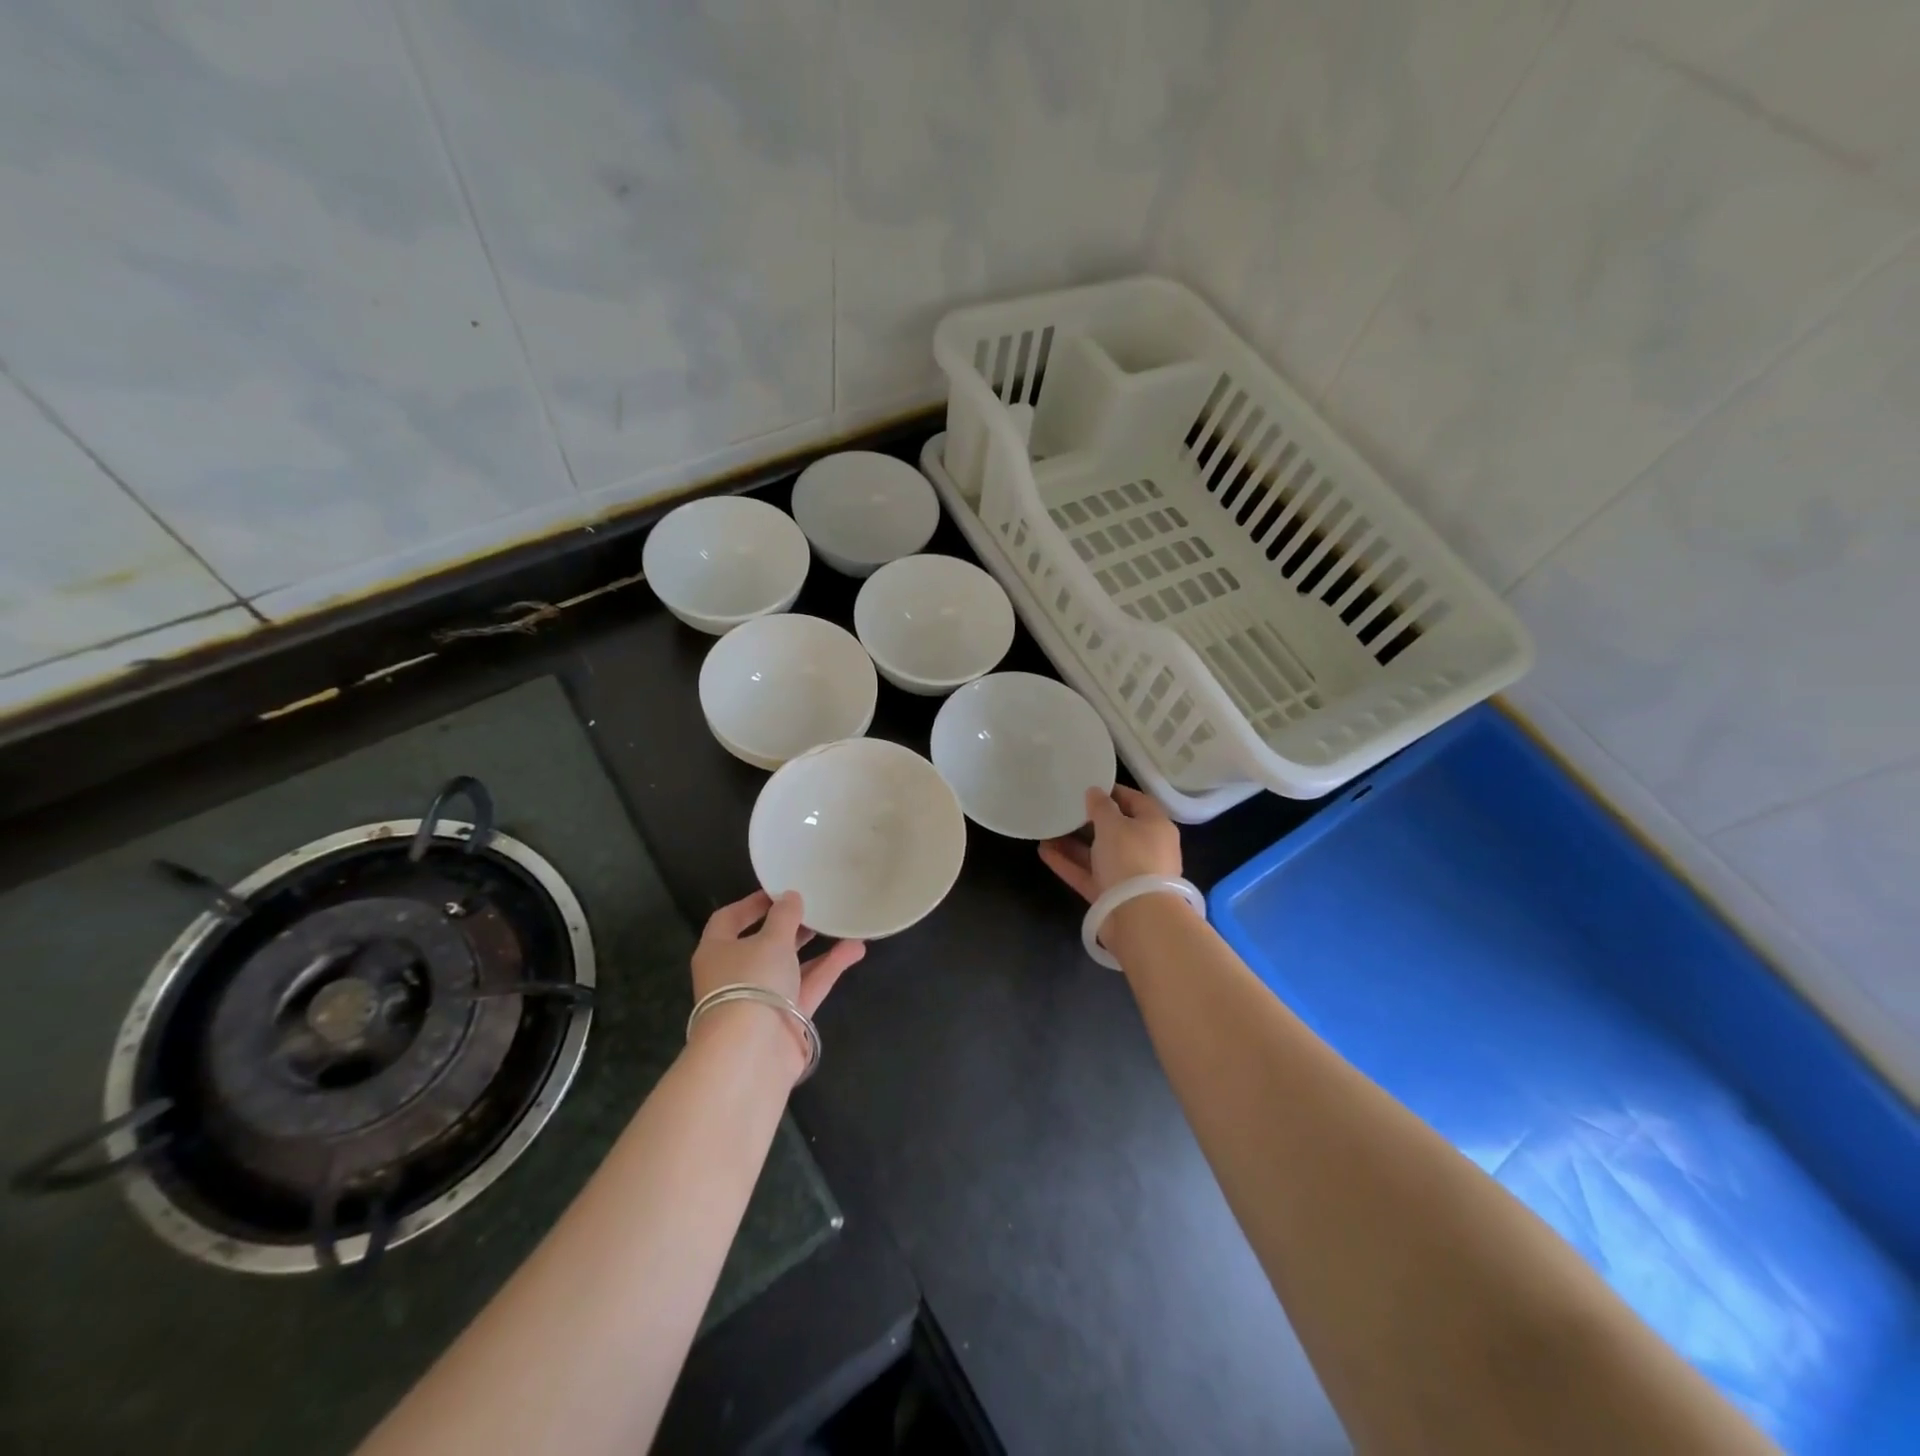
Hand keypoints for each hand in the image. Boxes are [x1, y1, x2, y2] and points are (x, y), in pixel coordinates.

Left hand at [692, 889, 865, 1016]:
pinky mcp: (786, 1018)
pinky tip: (856, 948)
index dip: (753, 903)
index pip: (729, 919)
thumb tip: (790, 897)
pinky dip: (829, 968)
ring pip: (790, 965)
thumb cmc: (751, 982)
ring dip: (815, 947)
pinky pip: (808, 985)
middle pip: (763, 943)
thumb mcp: (771, 940)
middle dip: (790, 926)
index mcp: (717, 951)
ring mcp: (761, 998)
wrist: (752, 1053)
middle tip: (816, 907)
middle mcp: (736, 974)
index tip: (780, 891)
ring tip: (842, 924)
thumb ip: (785, 916)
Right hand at [1038, 786, 1182, 903]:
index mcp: (1155, 826)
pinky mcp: (1111, 895)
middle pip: (1116, 829)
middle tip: (1064, 809)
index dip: (1113, 792)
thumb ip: (1101, 806)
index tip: (1088, 787)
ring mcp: (1128, 875)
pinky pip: (1088, 874)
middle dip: (1088, 821)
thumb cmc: (1131, 858)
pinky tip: (1043, 851)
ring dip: (1073, 843)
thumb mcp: (1114, 824)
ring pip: (1098, 854)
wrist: (1139, 917)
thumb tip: (1095, 792)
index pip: (1136, 801)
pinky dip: (1068, 863)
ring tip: (1047, 830)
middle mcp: (1145, 849)